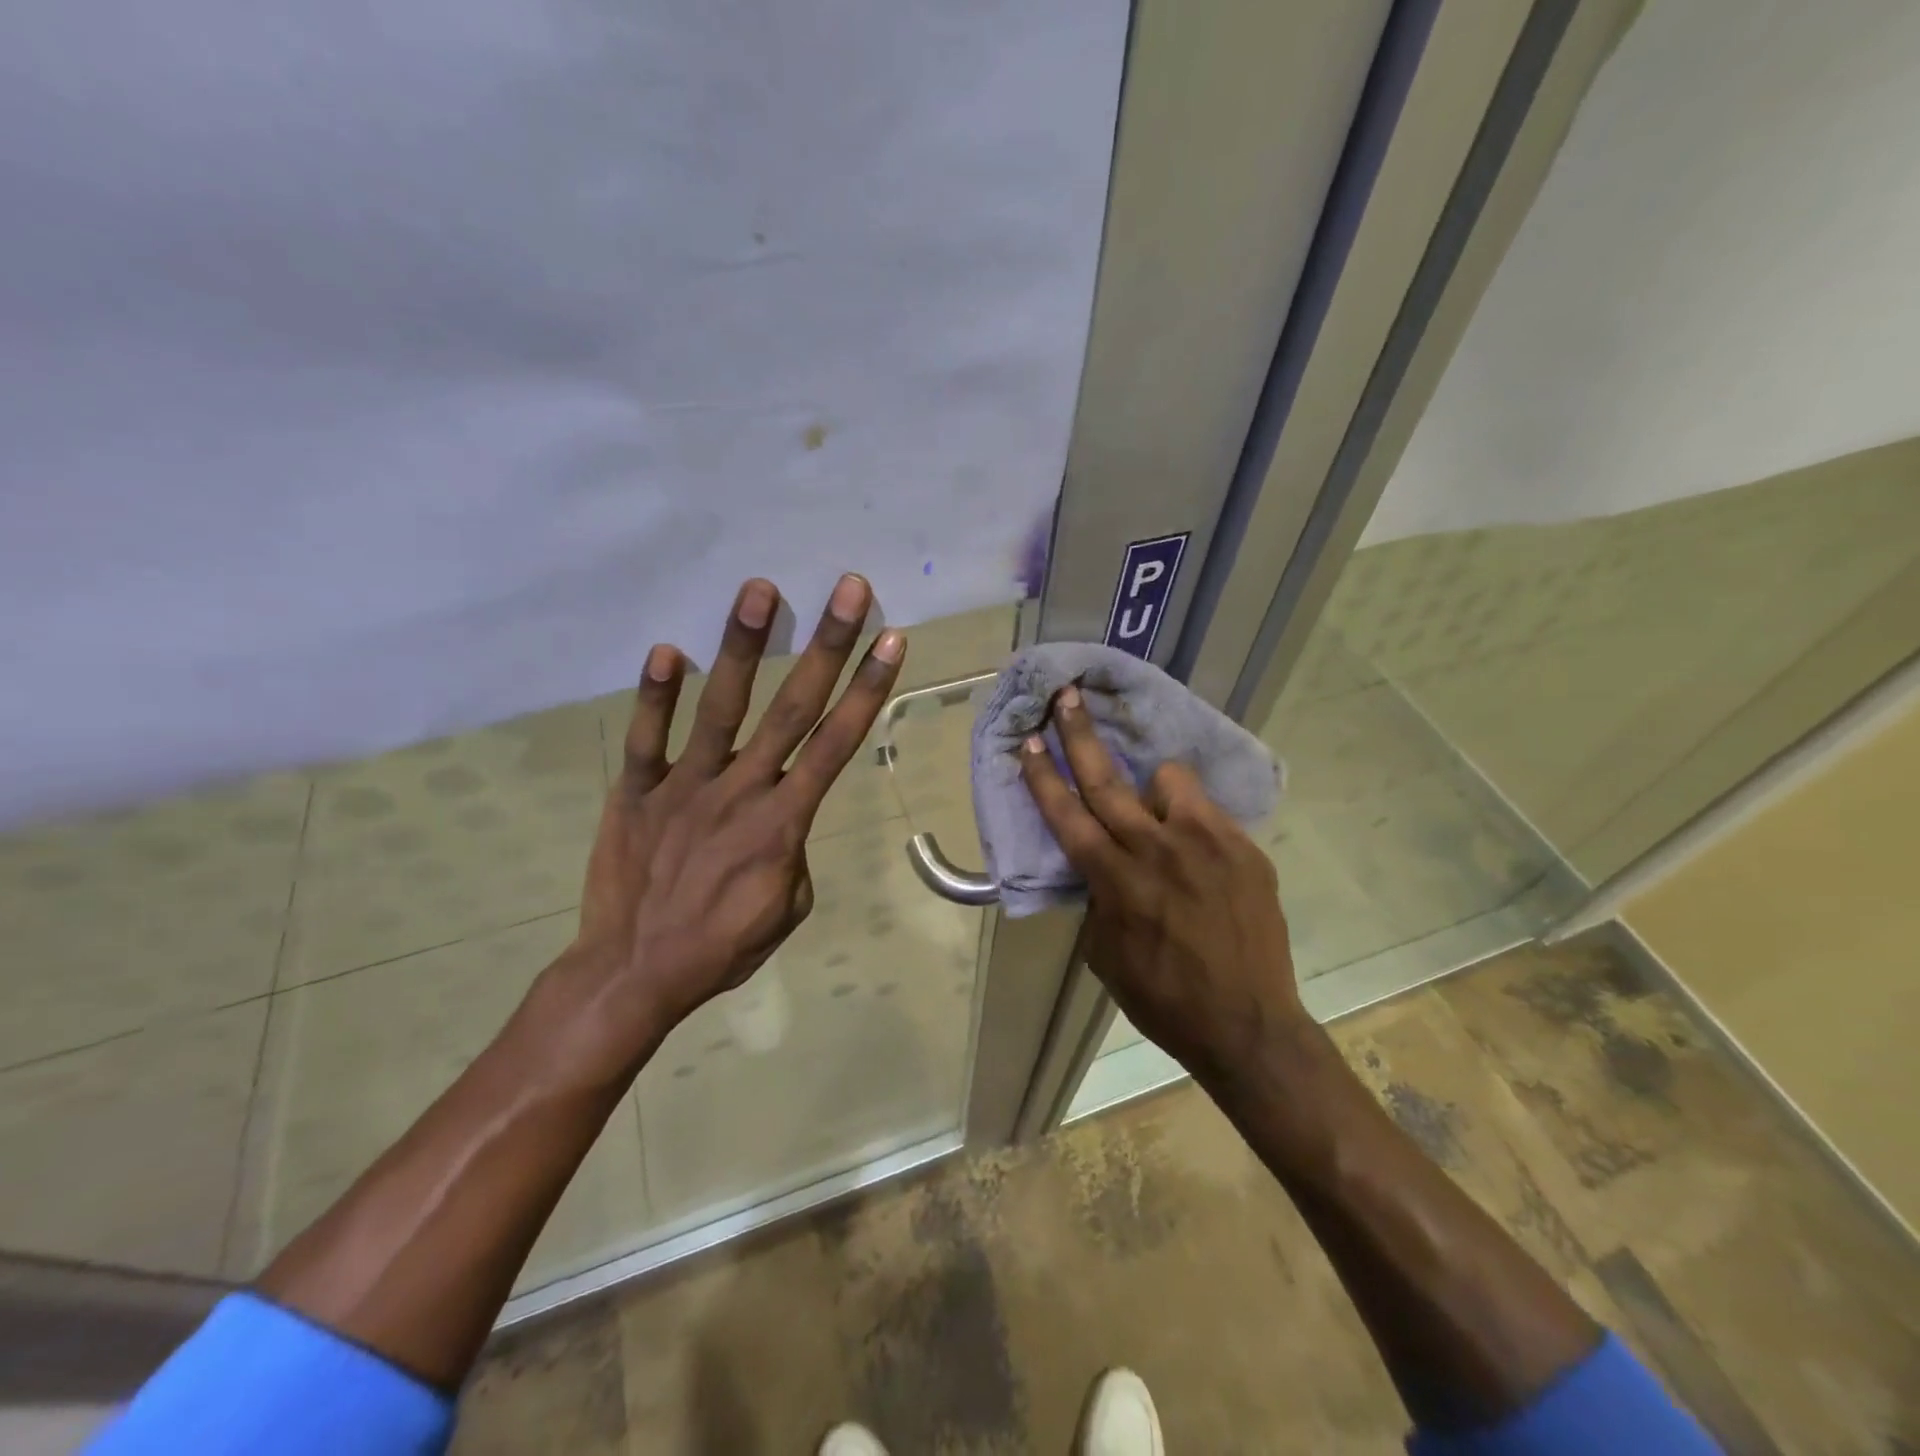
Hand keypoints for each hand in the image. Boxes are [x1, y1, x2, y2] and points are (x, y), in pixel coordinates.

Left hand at [547, 573, 904, 1078]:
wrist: (633, 974)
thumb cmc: (721, 947)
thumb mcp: (788, 910)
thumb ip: (795, 852)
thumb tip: (785, 818)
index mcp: (784, 822)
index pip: (837, 744)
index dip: (867, 690)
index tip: (890, 641)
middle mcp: (740, 789)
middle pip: (793, 708)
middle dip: (827, 646)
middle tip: (848, 589)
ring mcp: (684, 786)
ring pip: (721, 707)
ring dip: (744, 646)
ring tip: (761, 590)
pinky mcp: (634, 791)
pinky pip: (646, 737)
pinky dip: (656, 694)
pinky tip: (668, 649)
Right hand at [1018, 684, 1306, 1082]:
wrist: (1248, 1025)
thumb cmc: (1164, 998)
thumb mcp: (1106, 954)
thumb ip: (1099, 898)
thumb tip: (1103, 863)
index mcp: (1116, 880)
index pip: (1067, 815)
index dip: (1041, 776)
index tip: (1027, 742)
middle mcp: (1156, 849)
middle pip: (1106, 779)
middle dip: (1080, 734)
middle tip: (1066, 696)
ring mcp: (1205, 843)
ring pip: (1168, 779)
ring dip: (1153, 785)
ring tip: (1159, 809)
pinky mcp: (1243, 848)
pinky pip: (1207, 811)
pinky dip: (1191, 819)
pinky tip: (1198, 849)